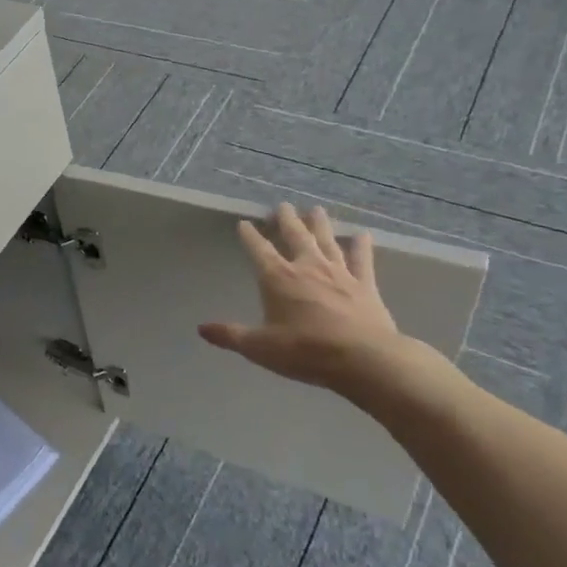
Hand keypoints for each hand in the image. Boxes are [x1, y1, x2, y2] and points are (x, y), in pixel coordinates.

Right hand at [198, 203, 398, 392]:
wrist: (364, 360)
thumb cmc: (305, 351)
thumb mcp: (259, 347)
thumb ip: (230, 335)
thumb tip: (201, 328)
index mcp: (277, 278)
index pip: (258, 249)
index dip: (249, 235)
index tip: (244, 223)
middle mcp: (306, 267)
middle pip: (295, 235)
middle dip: (286, 219)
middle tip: (282, 205)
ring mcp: (339, 273)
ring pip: (326, 241)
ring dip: (320, 225)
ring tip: (316, 209)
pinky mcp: (365, 285)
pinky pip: (362, 260)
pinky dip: (362, 246)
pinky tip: (363, 235)